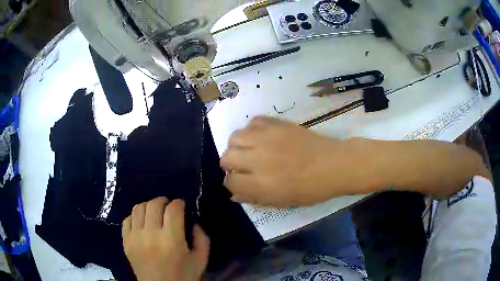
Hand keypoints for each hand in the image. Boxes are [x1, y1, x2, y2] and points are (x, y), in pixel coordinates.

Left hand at [122, 197, 209, 280]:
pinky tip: (142, 222)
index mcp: (172, 240)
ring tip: (154, 212)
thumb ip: (202, 239)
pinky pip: (126, 220)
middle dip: (163, 201)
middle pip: (154, 204)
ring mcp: (135, 238)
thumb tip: (193, 223)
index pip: (173, 209)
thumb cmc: (183, 277)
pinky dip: (135, 216)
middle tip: (168, 206)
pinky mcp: (125, 242)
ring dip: (148, 205)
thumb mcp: (201, 260)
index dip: (178, 203)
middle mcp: (150, 235)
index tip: (181, 205)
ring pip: (138, 208)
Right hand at [221, 116, 347, 206]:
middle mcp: (259, 159)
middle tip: (242, 167)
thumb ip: (255, 198)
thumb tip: (234, 194)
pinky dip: (252, 130)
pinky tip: (261, 138)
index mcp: (262, 184)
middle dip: (230, 165)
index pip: (230, 182)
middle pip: (227, 157)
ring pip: (235, 137)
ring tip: (249, 150)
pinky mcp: (276, 123)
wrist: (333, 164)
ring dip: (237, 146)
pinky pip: (253, 122)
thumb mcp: (282, 201)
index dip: (231, 184)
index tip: (238, 183)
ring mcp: (267, 138)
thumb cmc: (311, 189)